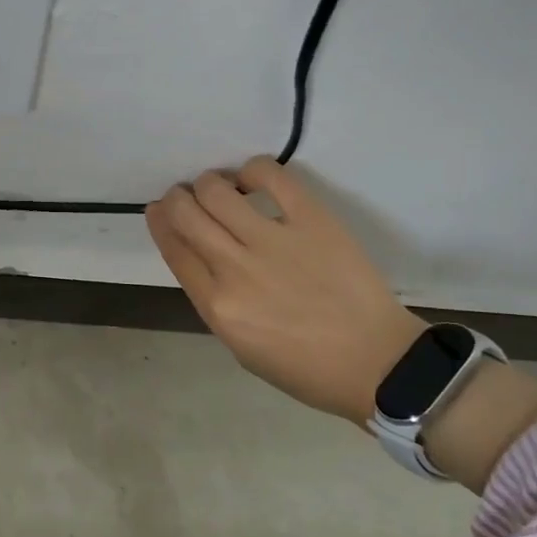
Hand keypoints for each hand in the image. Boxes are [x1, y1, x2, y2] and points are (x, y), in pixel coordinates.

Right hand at [146, 157, 422, 424]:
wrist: (377, 364)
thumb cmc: (305, 366)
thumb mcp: (240, 345)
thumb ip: (213, 298)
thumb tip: (200, 254)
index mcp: (217, 305)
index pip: (173, 247)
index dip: (159, 220)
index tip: (159, 209)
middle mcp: (235, 268)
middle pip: (185, 212)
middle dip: (177, 198)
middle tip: (186, 196)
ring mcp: (274, 241)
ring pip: (216, 189)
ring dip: (209, 183)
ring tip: (222, 188)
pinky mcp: (312, 220)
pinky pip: (270, 176)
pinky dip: (252, 170)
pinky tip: (253, 180)